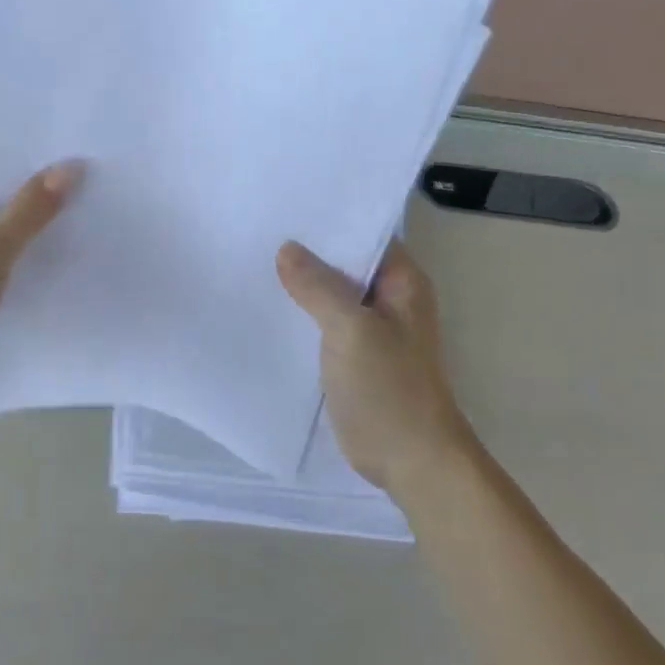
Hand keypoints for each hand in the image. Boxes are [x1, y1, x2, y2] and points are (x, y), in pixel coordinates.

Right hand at [277, 240, 479, 493]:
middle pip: (345, 262)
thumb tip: (286, 249)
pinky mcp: (354, 354)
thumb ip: (319, 287)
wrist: (411, 460)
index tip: (286, 203)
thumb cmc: (390, 389)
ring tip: (253, 258)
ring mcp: (371, 328)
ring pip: (332, 292)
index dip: (330, 218)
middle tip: (259, 227)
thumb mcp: (352, 330)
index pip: (365, 232)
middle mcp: (389, 298)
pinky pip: (324, 322)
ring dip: (301, 282)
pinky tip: (267, 304)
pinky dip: (301, 313)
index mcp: (401, 282)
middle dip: (307, 249)